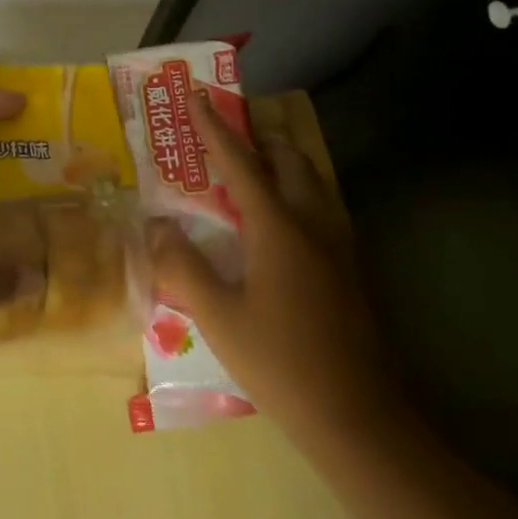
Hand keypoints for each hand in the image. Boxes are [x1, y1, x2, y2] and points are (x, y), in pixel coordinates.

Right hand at [146, 89, 399, 448]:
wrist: (360, 422)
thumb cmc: (282, 364)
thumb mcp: (218, 317)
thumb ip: (182, 267)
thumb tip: (157, 228)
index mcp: (277, 227)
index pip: (240, 162)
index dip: (214, 127)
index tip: (197, 96)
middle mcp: (312, 224)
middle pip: (289, 159)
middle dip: (258, 138)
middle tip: (228, 137)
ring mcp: (339, 247)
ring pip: (314, 181)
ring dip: (283, 163)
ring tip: (254, 170)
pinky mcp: (351, 271)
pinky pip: (324, 209)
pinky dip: (299, 193)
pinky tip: (283, 223)